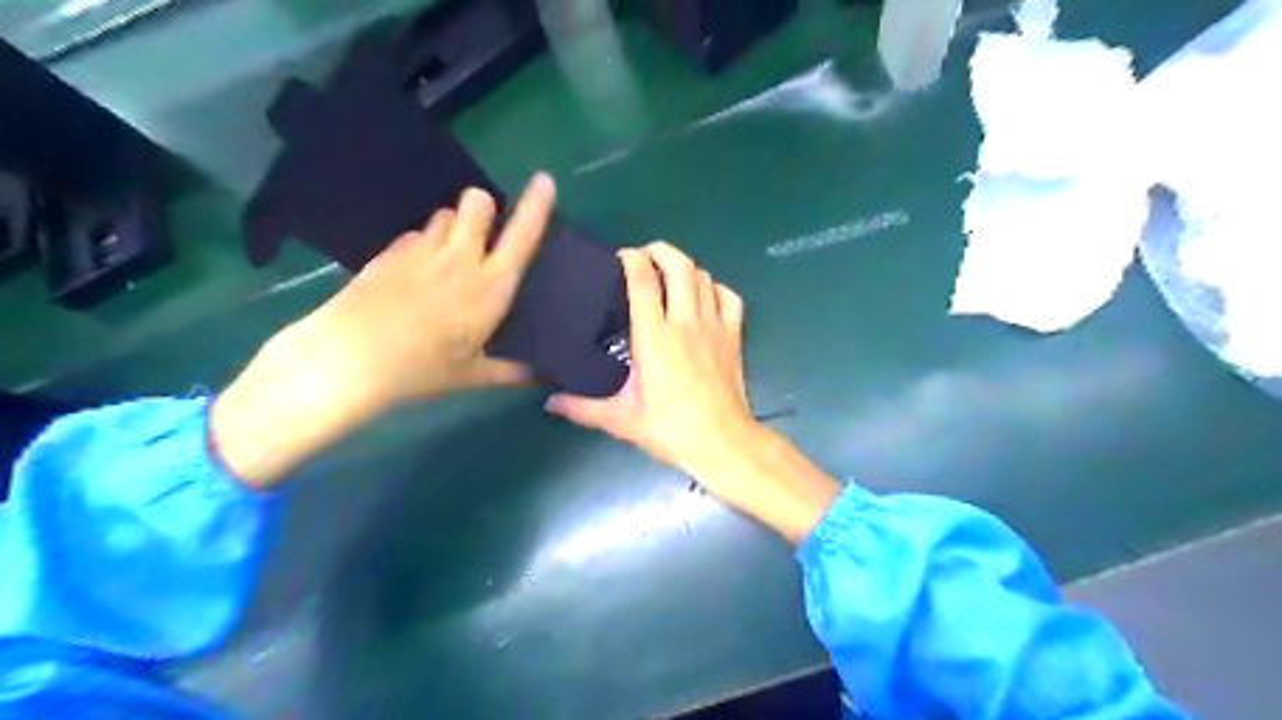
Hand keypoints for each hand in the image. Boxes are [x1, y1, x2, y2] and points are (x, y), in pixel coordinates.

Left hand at [304, 175, 560, 408]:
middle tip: (482, 234)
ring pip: (444, 214)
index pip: (521, 237)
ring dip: (453, 226)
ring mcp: (420, 250)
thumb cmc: (421, 369)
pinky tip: (414, 276)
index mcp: (490, 286)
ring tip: (448, 257)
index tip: (544, 180)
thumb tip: (538, 375)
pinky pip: (415, 235)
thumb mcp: (471, 375)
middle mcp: (460, 258)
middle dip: (484, 207)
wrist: (349, 359)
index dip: (536, 206)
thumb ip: (508, 370)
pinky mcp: (389, 252)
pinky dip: (423, 245)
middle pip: (477, 201)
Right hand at [546, 243, 754, 482]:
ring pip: (703, 276)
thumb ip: (582, 408)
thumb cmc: (670, 429)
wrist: (722, 443)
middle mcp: (686, 321)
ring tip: (668, 276)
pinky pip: (729, 297)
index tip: (620, 259)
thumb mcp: (621, 420)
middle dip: (660, 251)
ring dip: (685, 268)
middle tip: (644, 259)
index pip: (643, 280)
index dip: (632, 259)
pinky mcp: (734, 336)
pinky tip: (704, 296)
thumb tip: (548, 402)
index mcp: (655, 336)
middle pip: (679, 264)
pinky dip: (715, 288)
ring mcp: (714, 326)